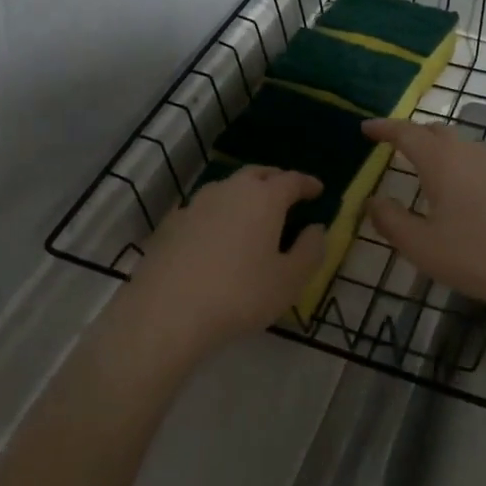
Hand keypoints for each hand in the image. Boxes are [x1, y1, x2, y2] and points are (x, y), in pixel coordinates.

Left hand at [118, 165, 326, 358]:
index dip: (307, 183)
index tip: (318, 189)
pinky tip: (214, 234)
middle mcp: (230, 190)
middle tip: (286, 192)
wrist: (167, 312)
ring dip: (243, 194)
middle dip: (275, 179)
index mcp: (264, 198)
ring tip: (251, 213)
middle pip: (257, 173)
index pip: (292, 180)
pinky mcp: (171, 223)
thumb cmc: (240, 294)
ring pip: (226, 188)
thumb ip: (310, 250)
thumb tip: (316, 228)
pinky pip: (202, 209)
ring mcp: (196, 204)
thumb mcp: (289, 280)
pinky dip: (216, 214)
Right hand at [363, 119, 485, 311]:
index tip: (365, 128)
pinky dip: (454, 162)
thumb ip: (391, 220)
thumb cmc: (478, 255)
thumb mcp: (423, 246)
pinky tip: (454, 187)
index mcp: (441, 160)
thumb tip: (372, 201)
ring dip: (434, 147)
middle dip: (409, 135)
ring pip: (456, 143)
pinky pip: (473, 158)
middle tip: (390, 146)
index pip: (405, 132)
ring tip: (419, 166)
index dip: (383, 128)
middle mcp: (468, 151)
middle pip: (433, 131)